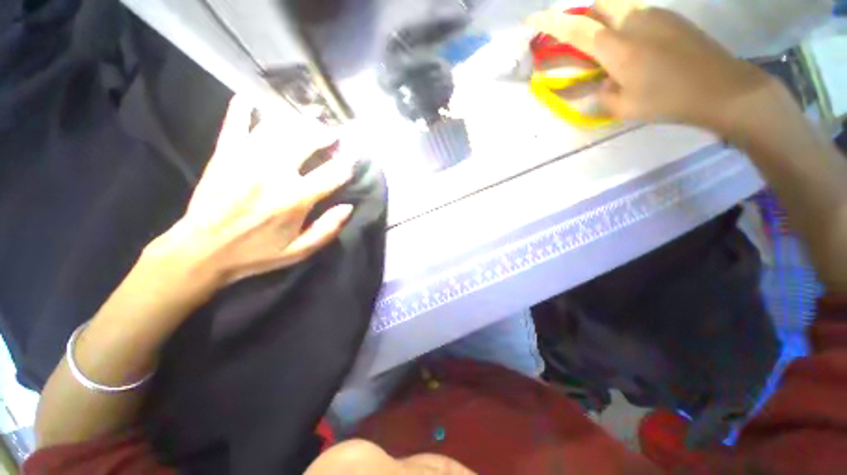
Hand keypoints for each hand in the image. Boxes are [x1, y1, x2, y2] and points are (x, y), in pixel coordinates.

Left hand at [149, 96, 355, 287]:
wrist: (201, 251)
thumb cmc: (256, 253)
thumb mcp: (299, 251)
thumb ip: (327, 230)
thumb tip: (348, 207)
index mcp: (295, 199)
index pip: (332, 173)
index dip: (347, 164)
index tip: (353, 159)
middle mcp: (274, 173)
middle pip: (306, 141)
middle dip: (324, 134)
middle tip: (332, 134)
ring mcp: (246, 159)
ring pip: (277, 128)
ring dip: (297, 121)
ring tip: (308, 120)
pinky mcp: (223, 154)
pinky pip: (235, 124)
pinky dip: (242, 108)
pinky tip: (250, 99)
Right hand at [528, 1, 776, 133]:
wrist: (722, 88)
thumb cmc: (669, 101)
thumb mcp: (624, 107)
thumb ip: (601, 93)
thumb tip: (598, 83)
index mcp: (618, 47)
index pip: (575, 28)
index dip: (549, 22)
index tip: (530, 20)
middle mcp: (634, 21)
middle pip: (597, 3)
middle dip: (580, 16)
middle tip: (577, 37)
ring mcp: (654, 14)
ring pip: (617, 5)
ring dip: (603, 18)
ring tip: (606, 44)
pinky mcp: (670, 17)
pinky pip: (636, 12)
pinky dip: (624, 23)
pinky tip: (635, 45)